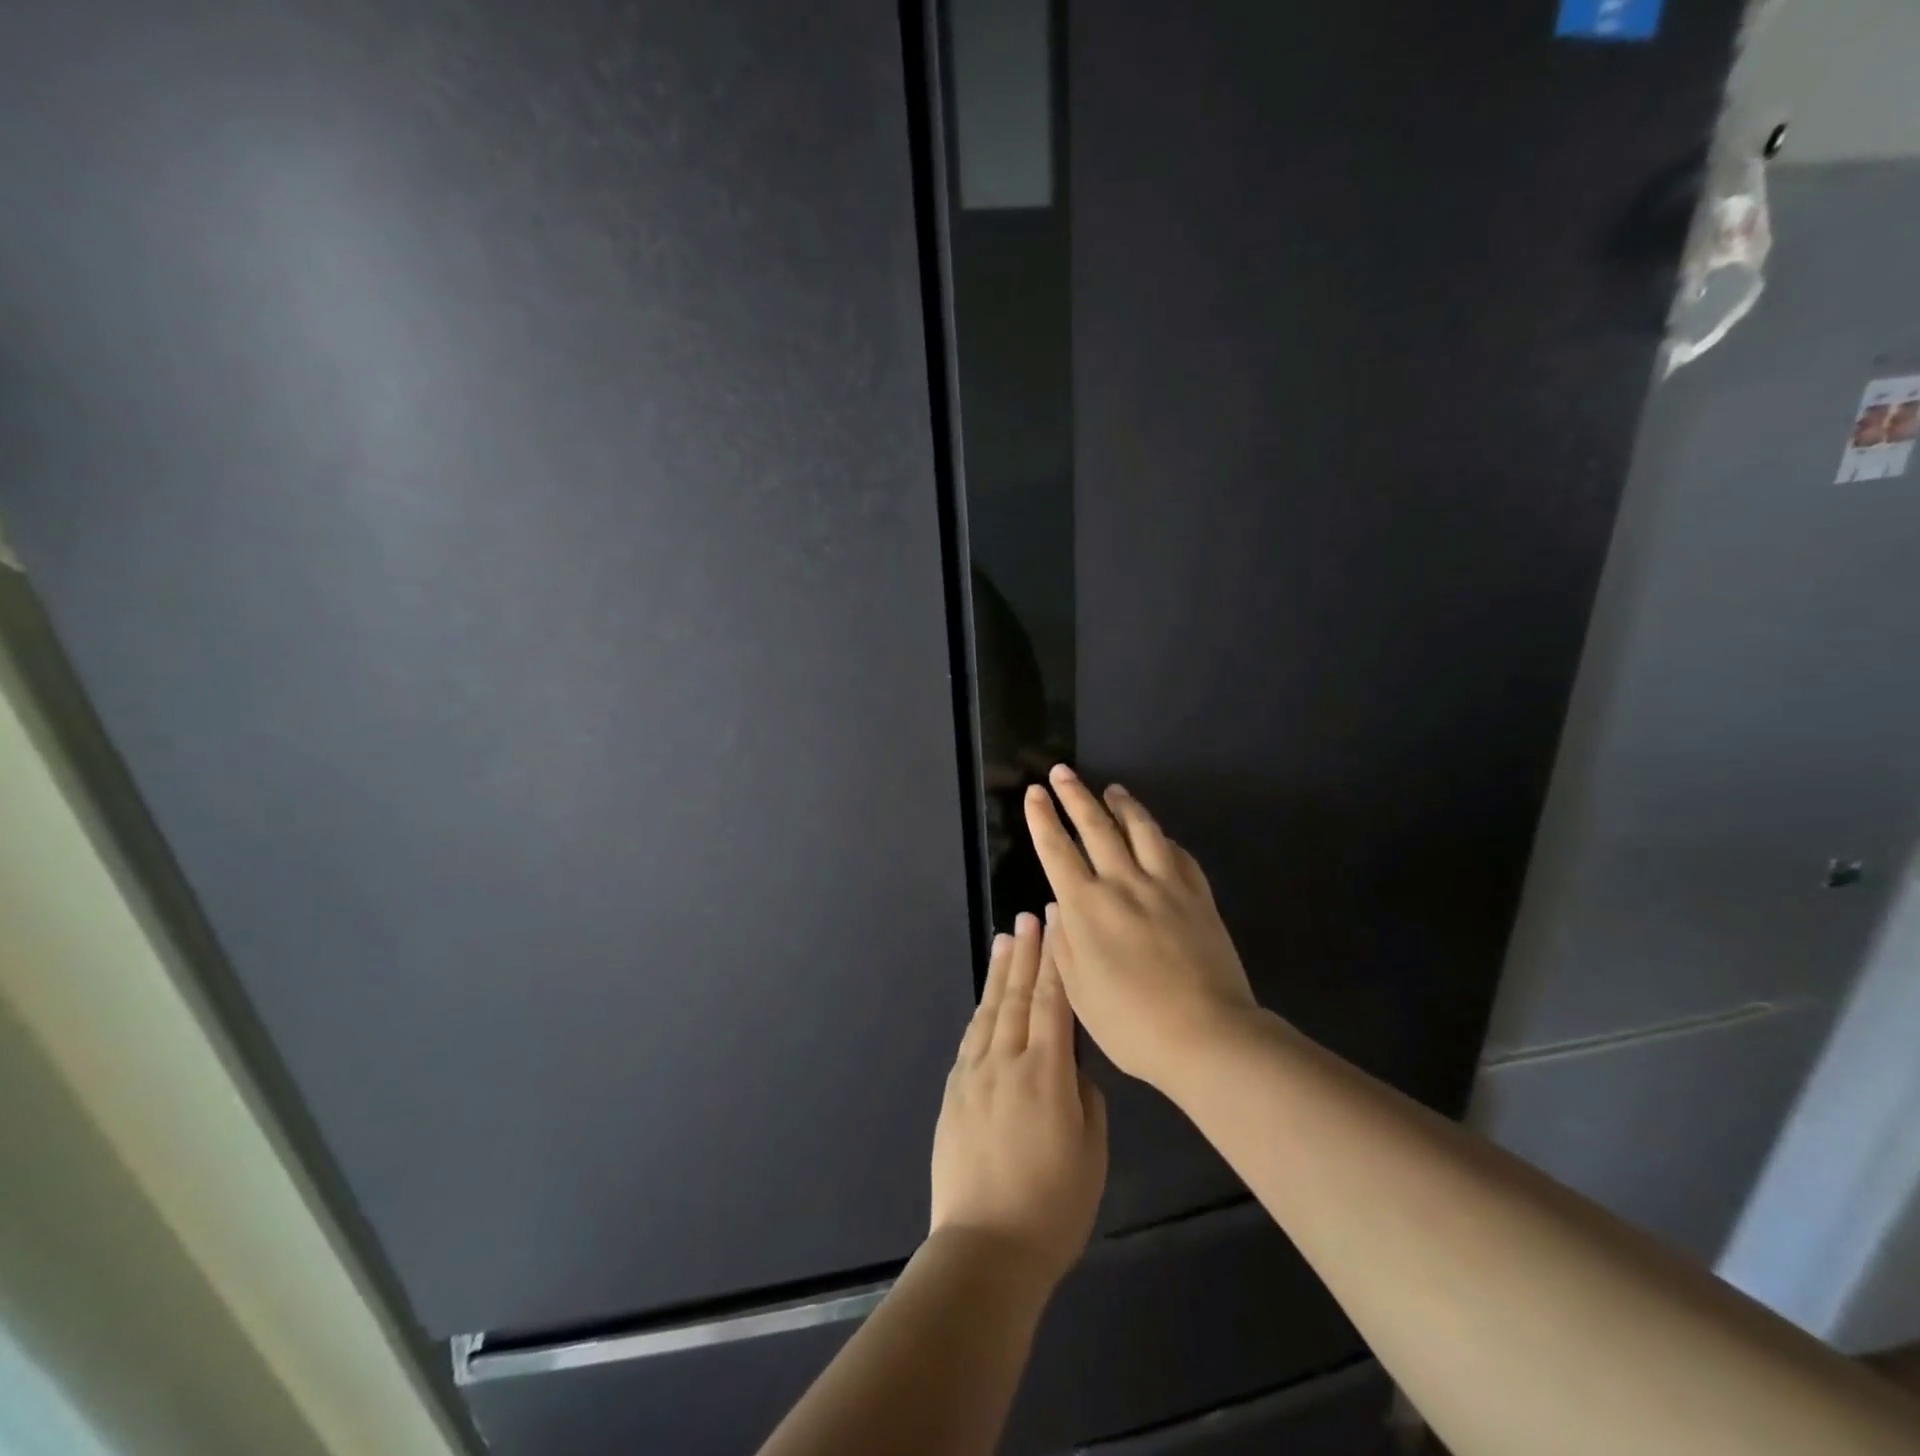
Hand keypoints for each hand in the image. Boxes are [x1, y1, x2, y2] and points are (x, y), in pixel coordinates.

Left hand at [930, 912, 1107, 1287]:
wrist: (985, 1247)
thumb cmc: (1053, 1206)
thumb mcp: (1092, 1152)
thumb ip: (1084, 1099)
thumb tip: (1071, 1071)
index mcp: (1046, 1073)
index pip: (1052, 1002)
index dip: (1055, 961)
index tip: (1055, 925)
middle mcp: (1006, 1062)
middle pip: (1017, 996)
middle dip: (1025, 953)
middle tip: (1028, 917)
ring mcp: (974, 1075)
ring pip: (989, 1012)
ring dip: (999, 973)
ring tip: (1005, 940)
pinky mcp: (954, 1094)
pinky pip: (971, 1039)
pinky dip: (980, 1012)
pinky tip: (985, 1000)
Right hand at [1024, 766, 1259, 1089]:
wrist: (1207, 1036)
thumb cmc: (1131, 1024)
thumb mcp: (1079, 992)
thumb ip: (1065, 943)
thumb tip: (1059, 907)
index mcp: (1087, 908)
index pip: (1057, 851)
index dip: (1043, 819)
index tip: (1035, 793)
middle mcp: (1123, 884)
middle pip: (1096, 827)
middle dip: (1075, 795)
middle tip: (1062, 772)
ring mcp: (1165, 886)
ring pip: (1141, 830)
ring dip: (1123, 804)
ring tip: (1112, 788)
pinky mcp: (1198, 896)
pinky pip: (1178, 854)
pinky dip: (1163, 838)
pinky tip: (1159, 834)